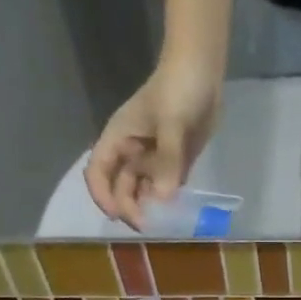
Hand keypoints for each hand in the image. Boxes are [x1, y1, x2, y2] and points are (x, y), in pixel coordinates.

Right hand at [83, 58, 220, 227]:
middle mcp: (132, 152)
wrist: (201, 72)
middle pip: (122, 186)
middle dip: (130, 207)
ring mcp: (154, 157)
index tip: (118, 216)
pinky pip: (167, 185)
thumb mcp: (171, 123)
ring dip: (149, 206)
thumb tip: (162, 198)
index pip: (98, 172)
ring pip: (144, 189)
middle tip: (148, 227)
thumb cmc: (177, 91)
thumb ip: (167, 160)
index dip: (103, 196)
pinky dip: (169, 199)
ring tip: (162, 225)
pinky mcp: (176, 160)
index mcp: (119, 139)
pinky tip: (177, 213)